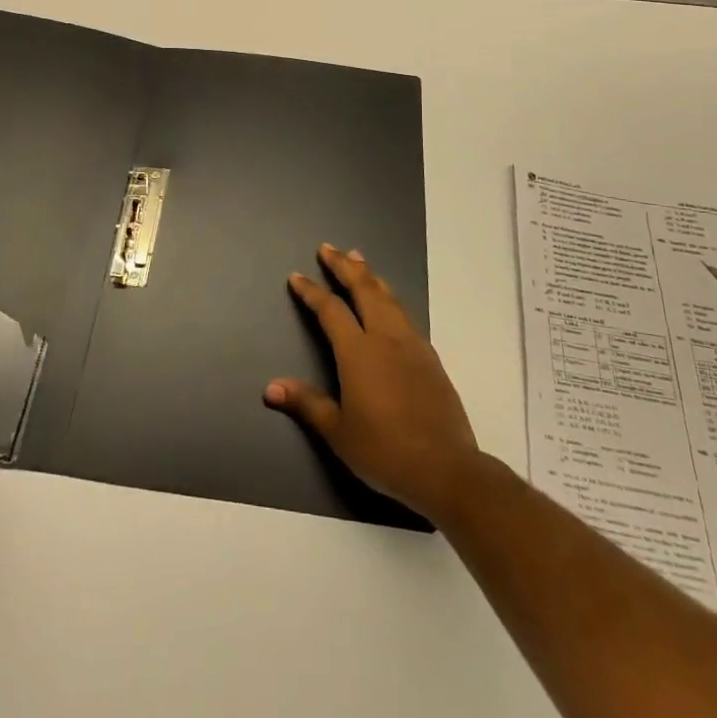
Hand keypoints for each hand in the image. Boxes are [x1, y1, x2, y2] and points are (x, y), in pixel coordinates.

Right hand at [265, 244, 480, 522]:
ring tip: (358, 259)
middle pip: (364, 289)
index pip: (330, 310)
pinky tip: (389, 303)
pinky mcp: (430, 357)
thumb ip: (307, 403)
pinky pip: (404, 314)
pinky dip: (389, 297)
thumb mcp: (338, 432)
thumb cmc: (384, 451)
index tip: (297, 276)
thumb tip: (270, 388)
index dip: (312, 291)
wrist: (446, 468)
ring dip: (370, 275)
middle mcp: (385, 338)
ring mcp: (412, 344)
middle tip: (328, 248)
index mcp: (358, 352)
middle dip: (344, 266)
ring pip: (388, 296)